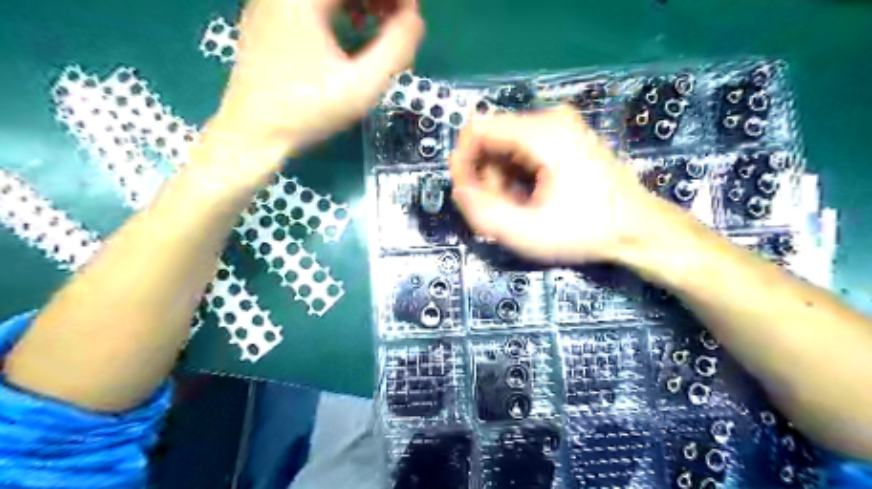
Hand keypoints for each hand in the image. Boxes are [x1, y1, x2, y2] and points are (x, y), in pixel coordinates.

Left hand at [204, 1, 422, 163]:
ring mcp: (273, 1)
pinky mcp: (269, 17)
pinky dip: (341, 8)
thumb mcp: (362, 86)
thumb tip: (415, 19)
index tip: (412, 17)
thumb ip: (396, 49)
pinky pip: (313, 3)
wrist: (252, 133)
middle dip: (381, 0)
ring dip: (363, 2)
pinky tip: (356, 30)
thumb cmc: (308, 111)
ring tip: (386, 24)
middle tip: (402, 22)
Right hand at [446, 107, 669, 264]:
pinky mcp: (564, 138)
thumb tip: (459, 190)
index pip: (477, 129)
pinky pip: (522, 151)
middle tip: (499, 210)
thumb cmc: (585, 231)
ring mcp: (560, 127)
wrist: (638, 229)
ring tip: (518, 209)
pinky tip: (530, 199)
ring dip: (500, 180)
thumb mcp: (527, 233)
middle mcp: (550, 119)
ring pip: (505, 147)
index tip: (466, 195)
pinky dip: (516, 176)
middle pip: (491, 139)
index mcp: (542, 133)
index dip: (462, 162)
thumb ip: (483, 213)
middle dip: (484, 177)